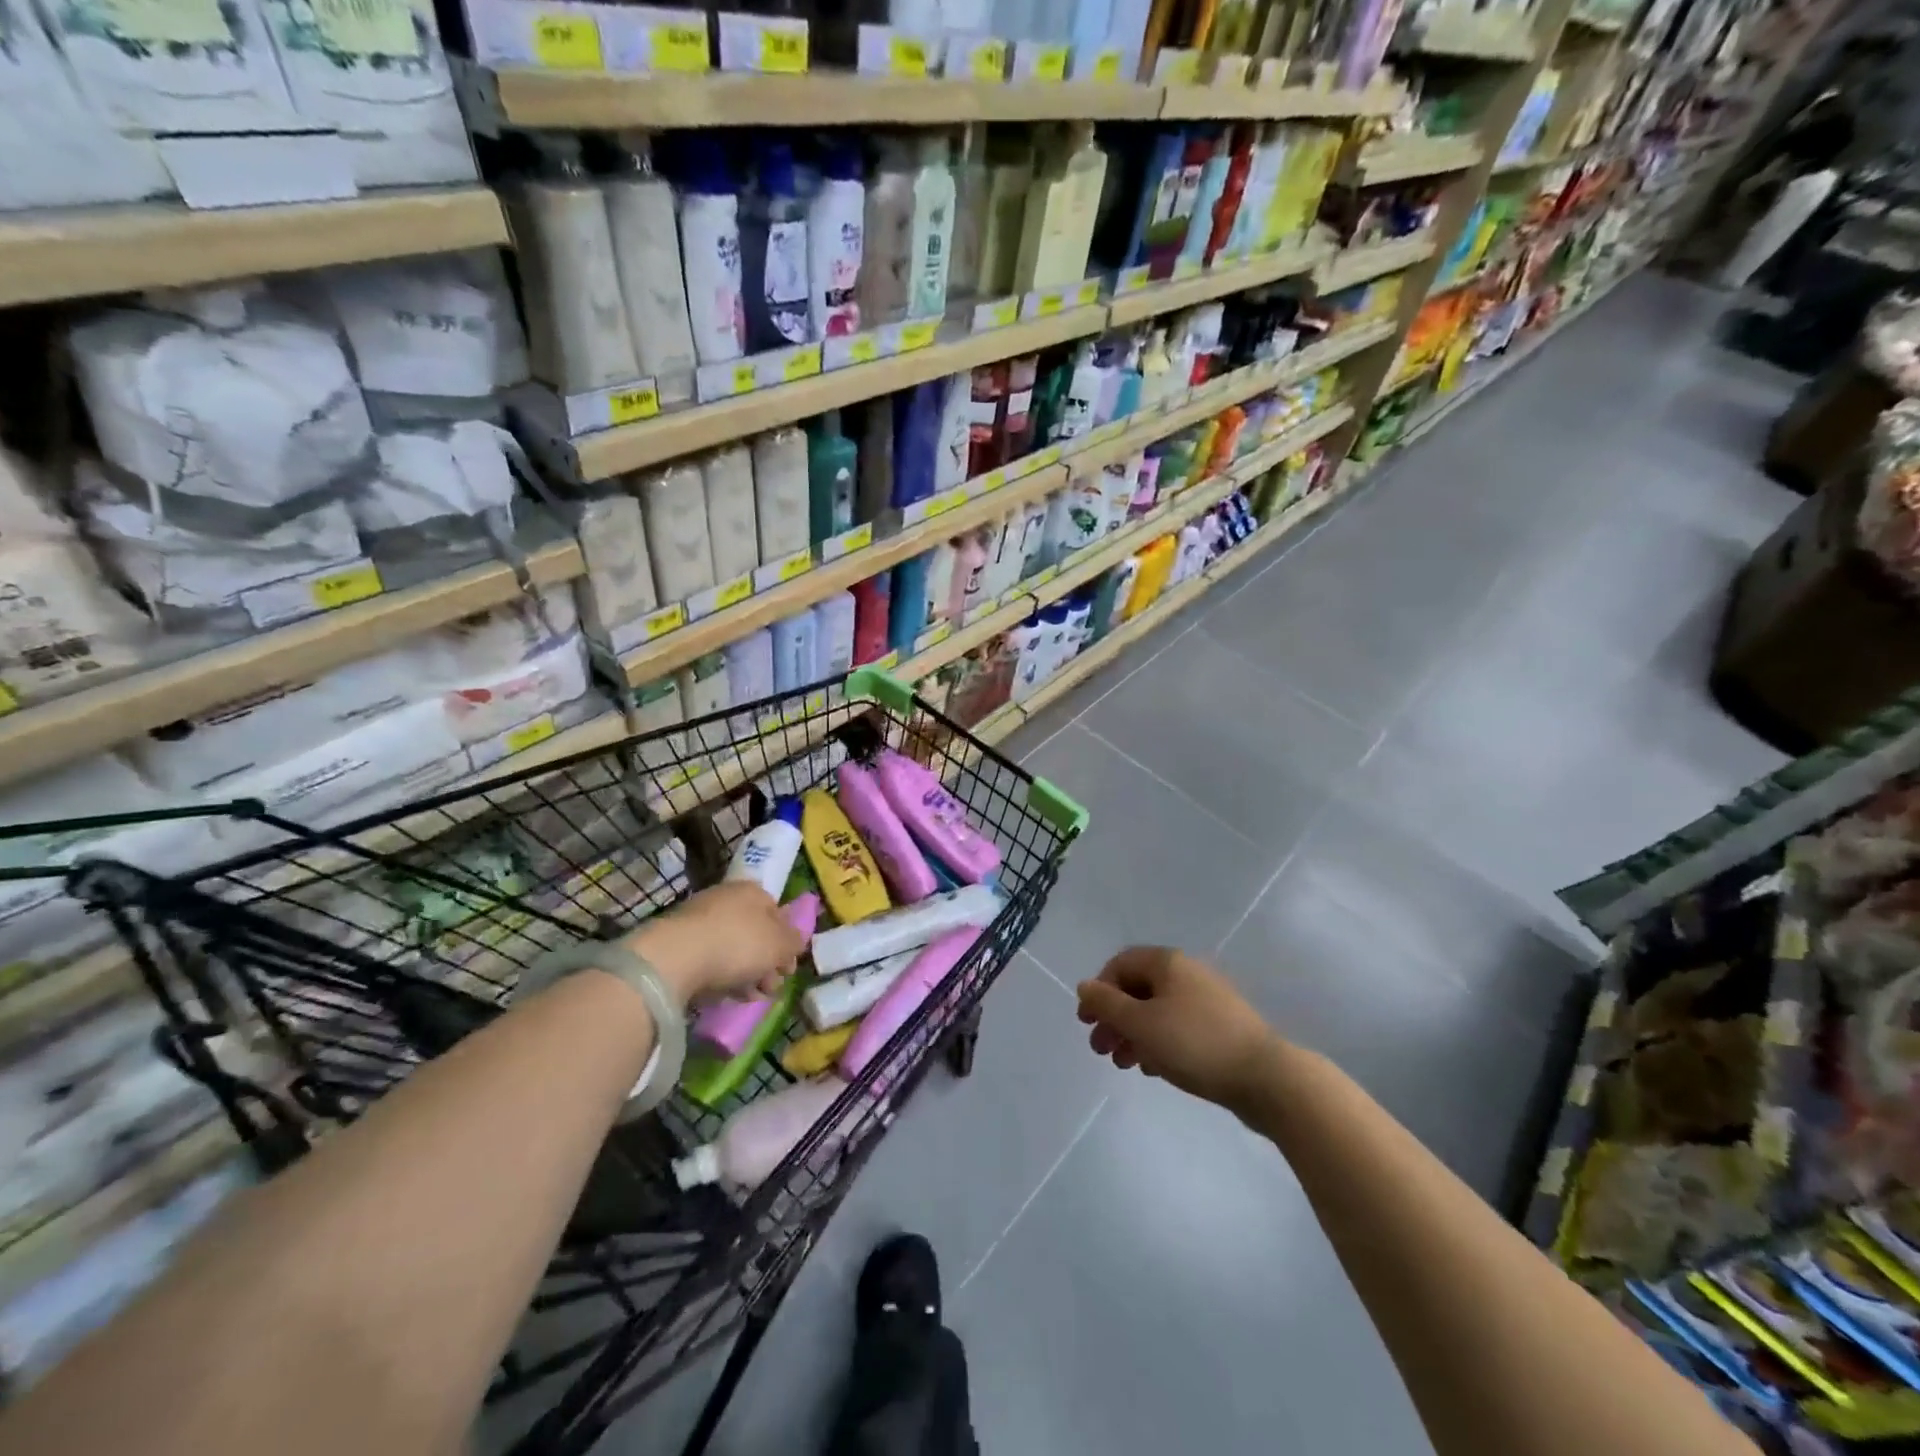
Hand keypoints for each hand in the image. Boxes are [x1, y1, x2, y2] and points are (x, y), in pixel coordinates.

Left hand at [628, 882, 804, 1007]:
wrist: (676, 957)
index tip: (787, 969)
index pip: (778, 914)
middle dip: (766, 963)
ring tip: (748, 997)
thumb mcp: (780, 944)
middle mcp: (726, 898)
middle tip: (770, 988)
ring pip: (732, 949)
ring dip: (745, 974)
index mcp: (754, 891)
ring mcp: (700, 919)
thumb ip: (794, 941)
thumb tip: (796, 940)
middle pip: (755, 933)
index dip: (786, 942)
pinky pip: (709, 960)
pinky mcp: (678, 943)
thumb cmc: (738, 944)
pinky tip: (724, 996)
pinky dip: (720, 977)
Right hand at [1076, 947, 1282, 1118]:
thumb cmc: (1194, 1044)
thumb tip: (1084, 985)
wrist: (1266, 1078)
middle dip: (1114, 1018)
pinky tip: (1154, 1068)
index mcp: (1167, 963)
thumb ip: (1107, 1003)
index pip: (1120, 964)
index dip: (1098, 991)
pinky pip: (1179, 1027)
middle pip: (1138, 989)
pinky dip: (1159, 1042)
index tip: (1087, 1023)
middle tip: (1101, 1050)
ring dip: (1134, 1034)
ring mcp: (1208, 1000)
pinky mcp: (1222, 1027)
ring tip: (1125, 1064)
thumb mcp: (1140, 1024)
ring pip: (1158, 1011)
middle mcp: (1187, 973)